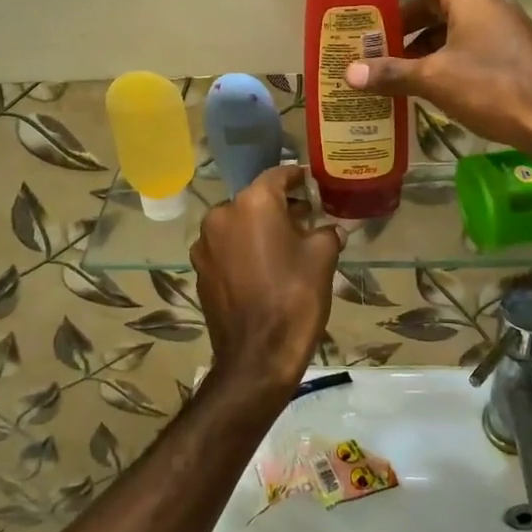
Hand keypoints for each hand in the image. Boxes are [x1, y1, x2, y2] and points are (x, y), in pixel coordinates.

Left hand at [191, 164, 344, 406]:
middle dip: (279, 206)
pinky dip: (244, 248)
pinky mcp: (199, 269)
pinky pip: (226, 247)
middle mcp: (222, 214)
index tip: (311, 184)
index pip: (277, 174)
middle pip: (255, 199)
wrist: (257, 356)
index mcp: (253, 203)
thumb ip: (326, 232)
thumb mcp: (322, 258)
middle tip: (305, 218)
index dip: (297, 177)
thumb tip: (331, 228)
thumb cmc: (294, 298)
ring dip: (259, 228)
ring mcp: (205, 243)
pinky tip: (264, 267)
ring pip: (238, 223)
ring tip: (285, 245)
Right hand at [345, 0, 531, 164]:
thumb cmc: (496, 88)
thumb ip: (393, 73)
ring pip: (449, 20)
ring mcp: (499, 28)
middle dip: (400, 7)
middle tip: (368, 23)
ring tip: (385, 54)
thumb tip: (350, 73)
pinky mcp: (506, 52)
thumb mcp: (437, 80)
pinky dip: (437, 51)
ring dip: (417, 33)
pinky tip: (418, 76)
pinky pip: (463, 40)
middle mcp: (486, 3)